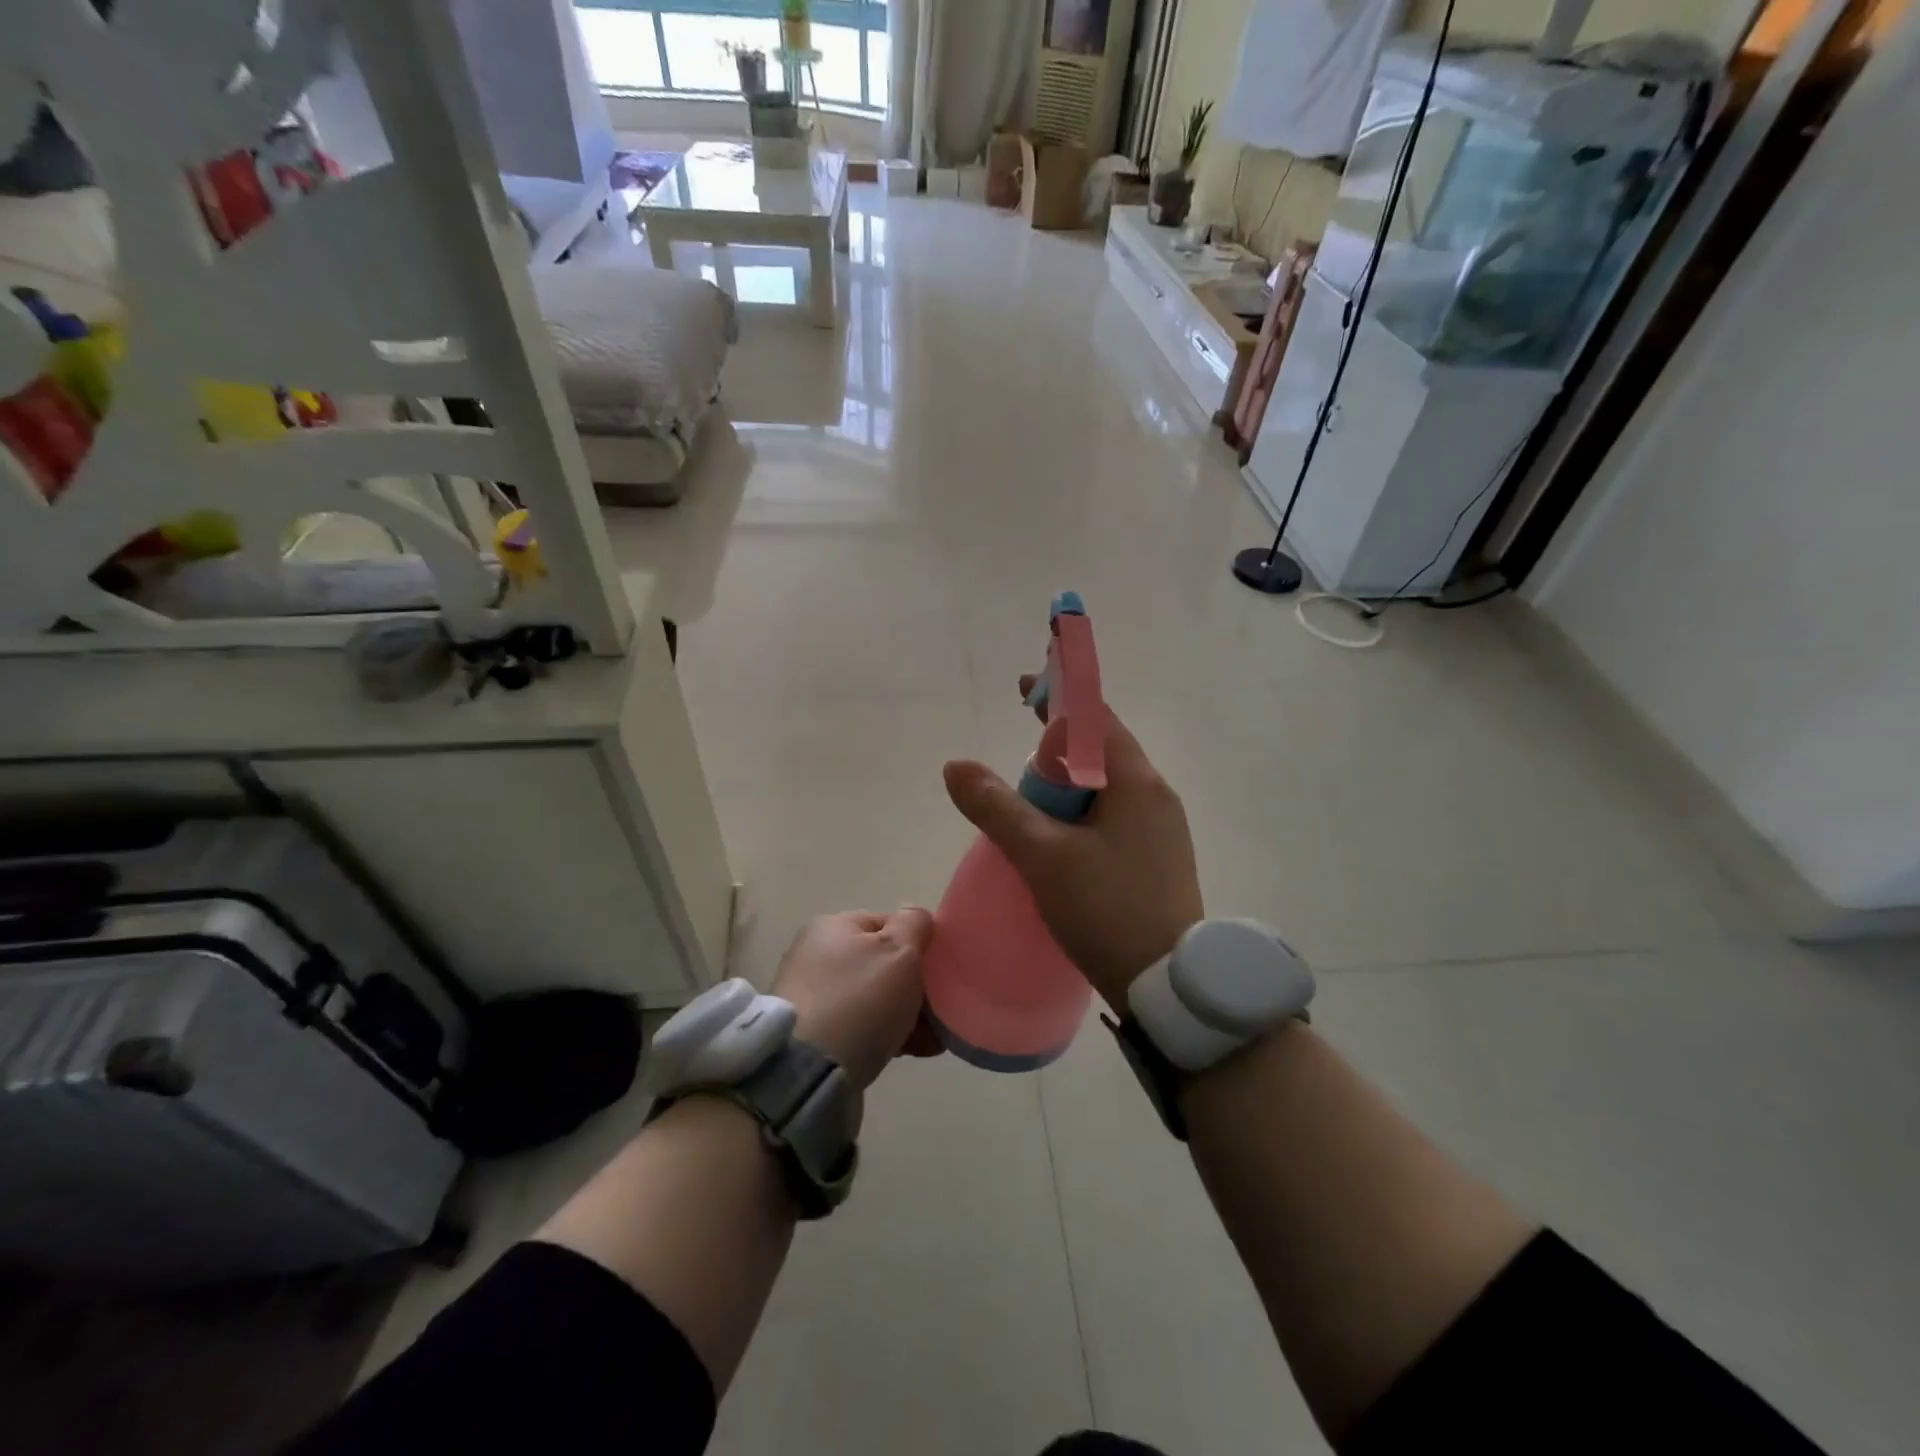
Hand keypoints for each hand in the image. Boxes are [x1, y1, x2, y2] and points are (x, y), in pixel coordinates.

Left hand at [772, 909, 940, 1089]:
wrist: (808, 1074)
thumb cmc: (859, 1001)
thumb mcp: (898, 951)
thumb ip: (914, 924)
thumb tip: (915, 916)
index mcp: (832, 927)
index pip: (887, 923)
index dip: (918, 944)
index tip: (939, 972)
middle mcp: (816, 956)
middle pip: (882, 964)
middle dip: (916, 987)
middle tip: (940, 1011)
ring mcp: (812, 998)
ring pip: (875, 999)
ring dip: (907, 1015)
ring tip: (932, 1040)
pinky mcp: (814, 1036)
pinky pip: (861, 1027)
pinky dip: (887, 1035)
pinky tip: (913, 1052)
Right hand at [942, 681, 1203, 1010]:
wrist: (1169, 986)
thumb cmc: (1106, 909)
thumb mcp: (1042, 855)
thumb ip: (996, 807)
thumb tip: (955, 765)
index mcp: (1137, 782)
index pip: (1096, 719)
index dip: (1058, 698)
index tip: (1024, 689)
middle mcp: (1157, 797)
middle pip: (1101, 754)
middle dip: (1057, 751)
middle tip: (1017, 771)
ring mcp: (1163, 831)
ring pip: (1106, 791)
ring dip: (1068, 788)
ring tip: (1031, 810)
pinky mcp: (1159, 861)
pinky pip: (1115, 819)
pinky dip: (1082, 816)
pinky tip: (1060, 845)